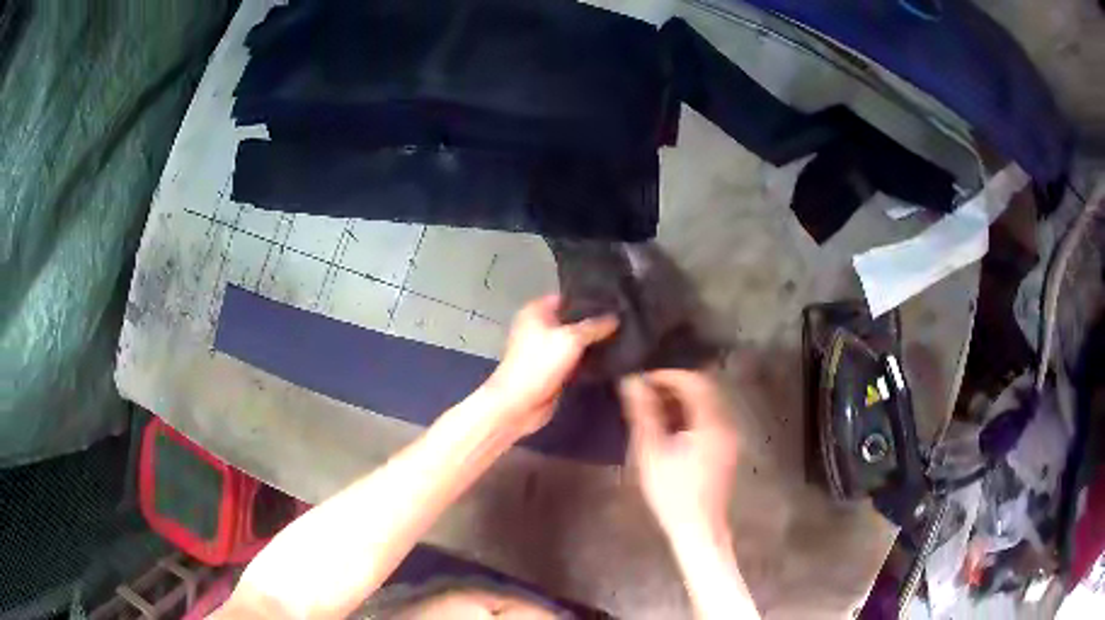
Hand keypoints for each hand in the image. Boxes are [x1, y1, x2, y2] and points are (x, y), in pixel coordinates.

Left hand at [485, 295, 617, 436]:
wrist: (520, 404)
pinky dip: (589, 359)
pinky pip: (575, 359)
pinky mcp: (553, 369)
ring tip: (623, 336)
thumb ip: (595, 326)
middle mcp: (540, 327)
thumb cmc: (539, 364)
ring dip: (593, 342)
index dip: (589, 298)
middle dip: (595, 321)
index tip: (616, 300)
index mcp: (536, 311)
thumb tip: (616, 317)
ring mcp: (546, 349)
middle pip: (572, 319)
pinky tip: (611, 357)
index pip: (567, 297)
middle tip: (624, 319)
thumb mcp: (571, 339)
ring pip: (575, 341)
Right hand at [619, 370, 739, 539]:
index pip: (694, 381)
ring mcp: (728, 437)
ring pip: (705, 404)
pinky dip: (688, 415)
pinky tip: (667, 427)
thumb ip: (643, 413)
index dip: (668, 374)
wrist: (698, 528)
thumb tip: (632, 381)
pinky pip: (708, 419)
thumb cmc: (673, 493)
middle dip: (673, 385)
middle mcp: (725, 423)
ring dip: (680, 400)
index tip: (642, 378)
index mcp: (711, 422)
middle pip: (703, 389)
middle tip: (644, 391)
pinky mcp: (724, 448)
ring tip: (651, 407)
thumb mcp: (652, 452)